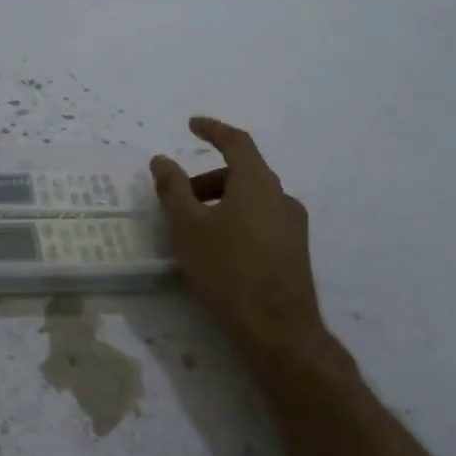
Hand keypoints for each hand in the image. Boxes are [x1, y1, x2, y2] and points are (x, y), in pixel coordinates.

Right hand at [150, 117, 335, 365]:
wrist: (278, 330)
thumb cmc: (227, 270)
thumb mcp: (188, 227)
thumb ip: (173, 189)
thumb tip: (161, 160)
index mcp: (258, 183)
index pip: (236, 142)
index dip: (212, 129)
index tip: (191, 124)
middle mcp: (281, 197)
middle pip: (242, 173)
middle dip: (206, 179)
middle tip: (177, 198)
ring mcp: (293, 226)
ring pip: (251, 200)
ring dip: (220, 202)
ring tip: (193, 230)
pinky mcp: (294, 252)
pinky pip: (260, 221)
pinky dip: (235, 220)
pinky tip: (217, 250)